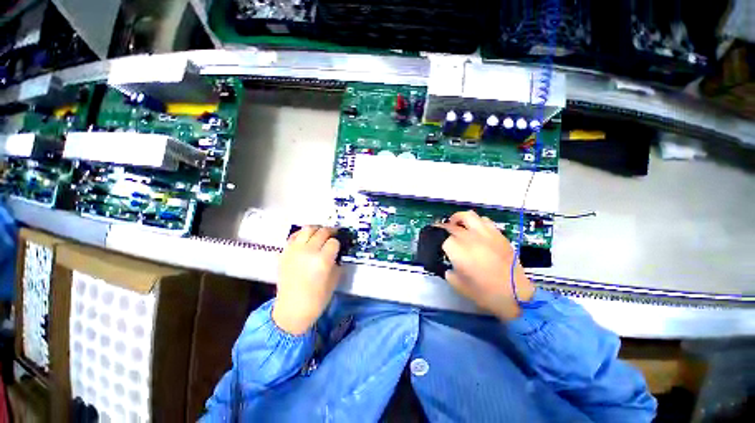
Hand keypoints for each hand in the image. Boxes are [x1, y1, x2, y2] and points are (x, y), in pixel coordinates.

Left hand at [272, 226, 341, 334]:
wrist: (292, 309)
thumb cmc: (317, 298)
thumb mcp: (334, 280)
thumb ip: (337, 263)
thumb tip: (338, 252)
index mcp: (322, 260)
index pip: (334, 242)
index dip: (338, 243)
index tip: (338, 247)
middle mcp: (308, 251)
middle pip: (322, 232)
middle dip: (330, 232)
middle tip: (334, 235)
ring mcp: (294, 251)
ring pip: (307, 229)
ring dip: (317, 229)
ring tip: (320, 234)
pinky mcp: (284, 253)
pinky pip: (294, 236)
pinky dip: (302, 234)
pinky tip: (307, 239)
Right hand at [437, 211, 534, 320]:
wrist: (516, 295)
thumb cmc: (484, 292)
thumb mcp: (458, 285)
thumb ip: (448, 272)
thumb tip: (448, 266)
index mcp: (457, 249)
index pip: (442, 238)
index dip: (438, 241)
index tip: (436, 244)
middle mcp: (469, 237)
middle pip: (452, 225)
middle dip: (444, 228)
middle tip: (442, 232)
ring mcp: (485, 233)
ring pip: (468, 216)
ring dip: (459, 219)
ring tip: (458, 225)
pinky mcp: (498, 234)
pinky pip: (485, 220)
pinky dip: (477, 222)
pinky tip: (476, 230)